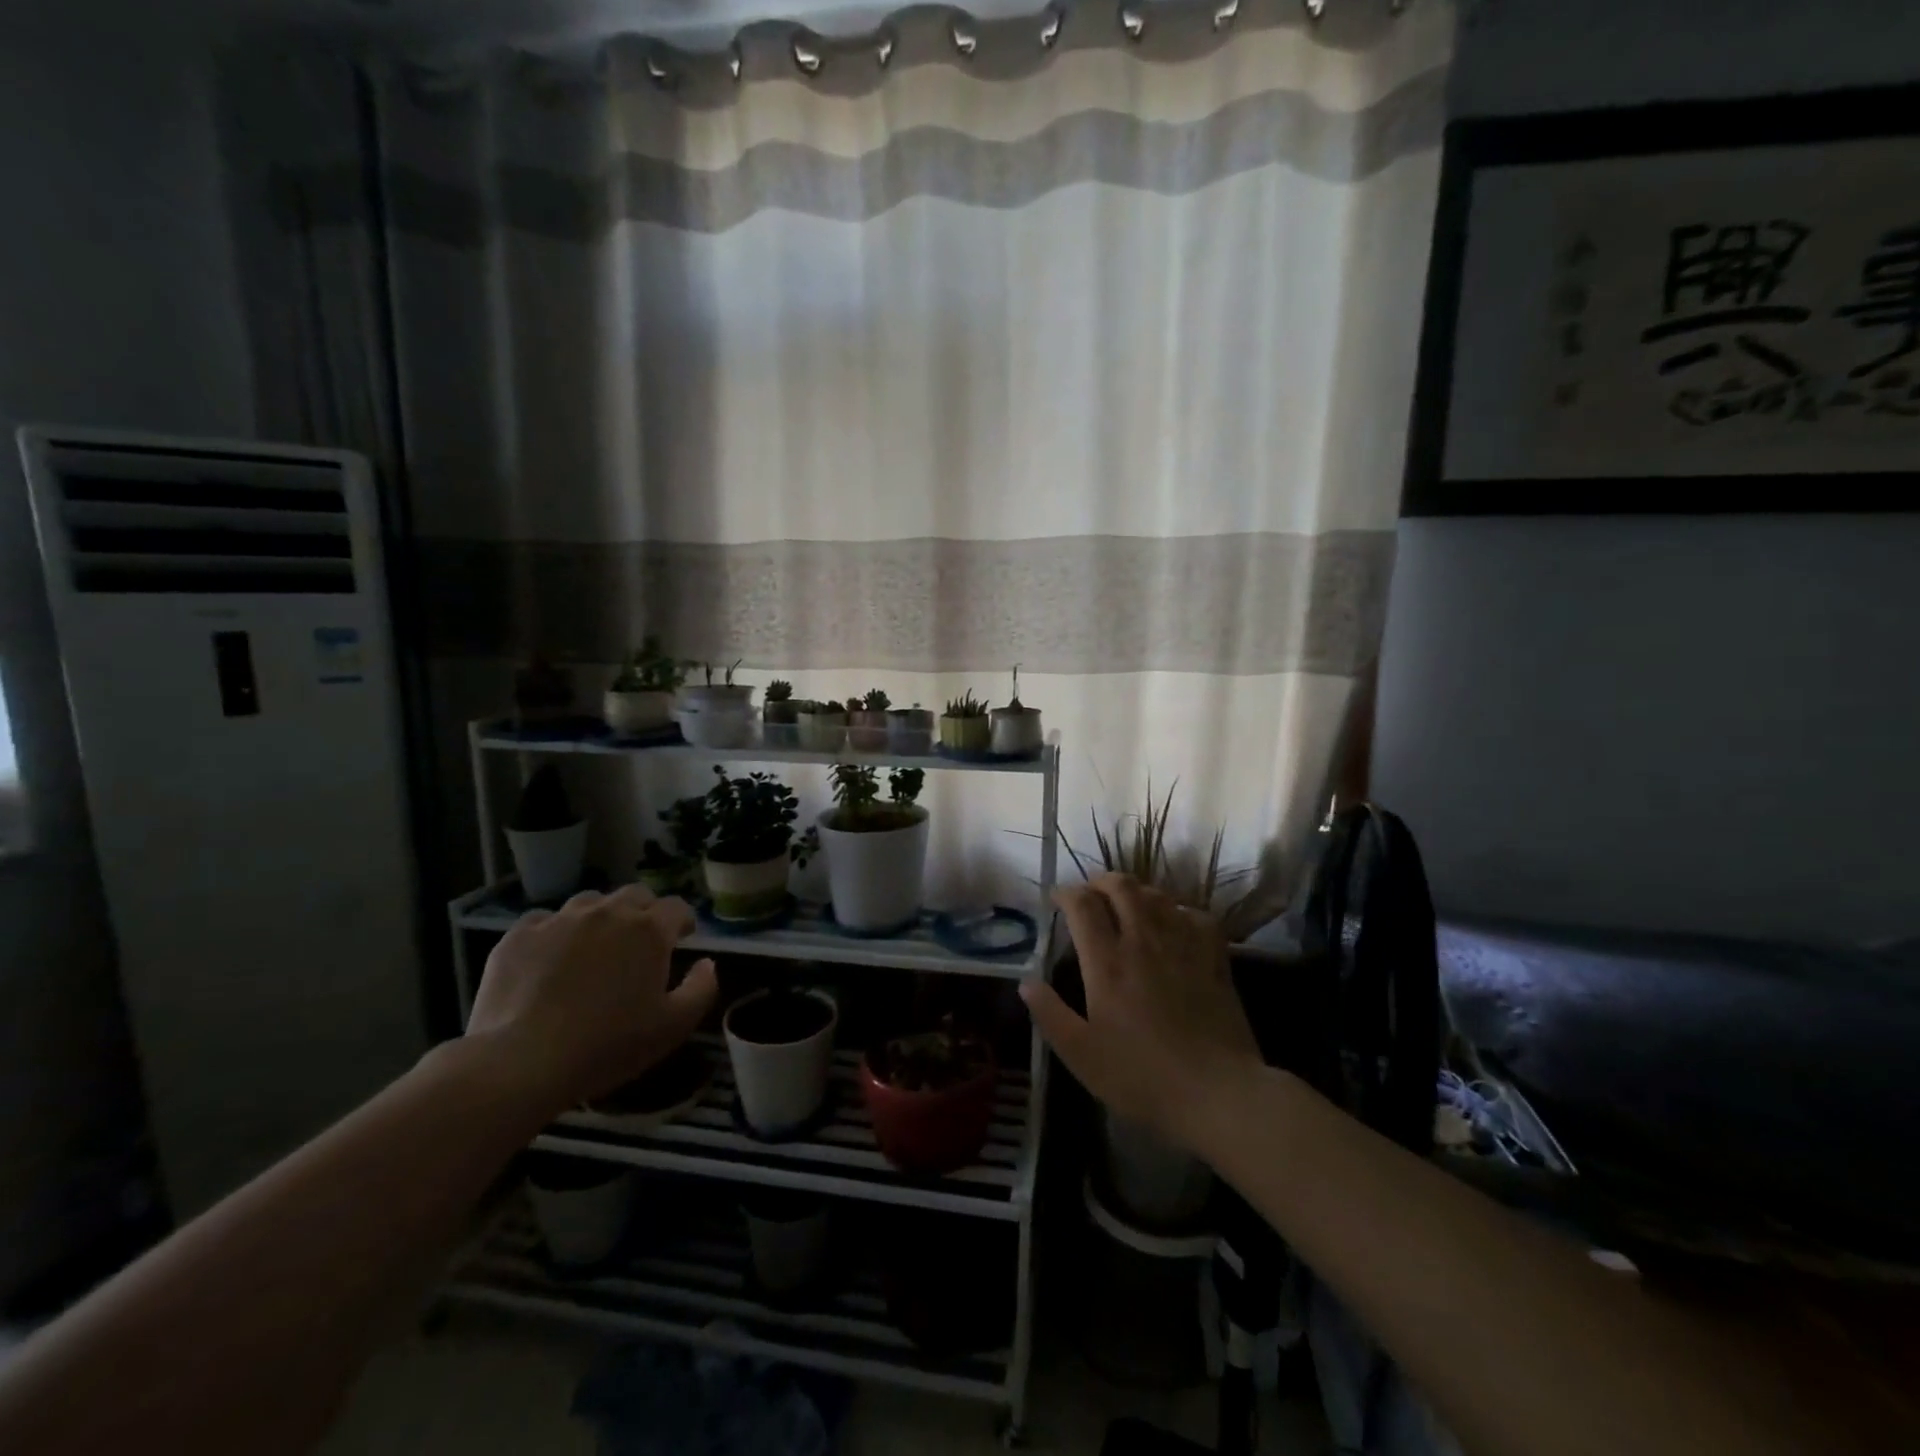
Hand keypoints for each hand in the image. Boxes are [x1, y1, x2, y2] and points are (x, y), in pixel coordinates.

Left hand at [466, 885, 717, 1113]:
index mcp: (648, 929)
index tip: (683, 937)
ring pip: (590, 902)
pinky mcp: (519, 935)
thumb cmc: (608, 1045)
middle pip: (635, 895)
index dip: (683, 920)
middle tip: (641, 941)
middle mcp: (608, 912)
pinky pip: (544, 921)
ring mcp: (560, 920)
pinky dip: (555, 932)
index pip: (676, 907)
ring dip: (601, 917)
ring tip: (595, 946)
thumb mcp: (673, 1026)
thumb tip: (707, 963)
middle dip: (644, 911)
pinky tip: (551, 958)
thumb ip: (702, 988)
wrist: (523, 1062)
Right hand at [1021, 873, 1263, 1154]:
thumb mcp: (1081, 1055)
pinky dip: (1179, 911)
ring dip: (1137, 892)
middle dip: (1101, 881)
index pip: (1082, 905)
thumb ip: (1050, 1014)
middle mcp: (1143, 940)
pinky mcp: (1214, 957)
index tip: (1057, 900)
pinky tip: (1174, 924)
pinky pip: (1195, 915)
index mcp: (1107, 962)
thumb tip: (1026, 982)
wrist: (1218, 1092)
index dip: (1065, 893)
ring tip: (1127, 905)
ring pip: (1157, 895)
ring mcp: (1182, 944)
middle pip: (1121, 886)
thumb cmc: (1142, 1076)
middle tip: (1091, 894)